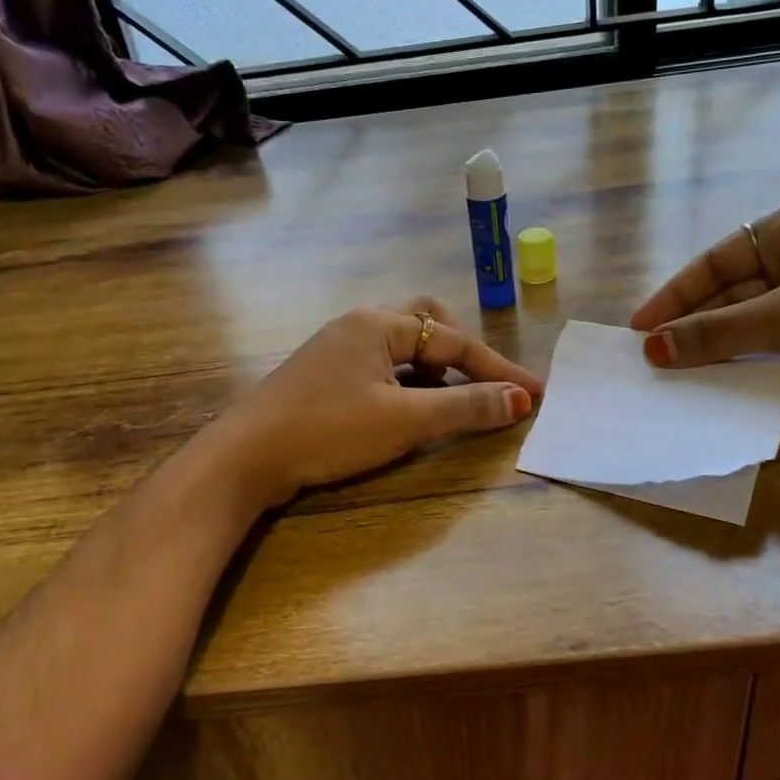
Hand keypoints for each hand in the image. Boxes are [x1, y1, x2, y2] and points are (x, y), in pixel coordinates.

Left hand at [209, 299, 543, 507]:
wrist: (244, 457)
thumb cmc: (328, 430)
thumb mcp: (404, 420)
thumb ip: (464, 407)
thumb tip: (519, 400)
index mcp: (379, 323)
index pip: (455, 342)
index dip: (498, 370)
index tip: (534, 395)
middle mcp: (358, 323)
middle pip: (426, 322)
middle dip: (461, 352)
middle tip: (481, 384)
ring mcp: (336, 347)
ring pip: (400, 344)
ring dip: (432, 367)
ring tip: (446, 400)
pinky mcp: (322, 373)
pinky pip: (379, 363)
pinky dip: (404, 380)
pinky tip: (404, 408)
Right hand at [630, 199, 779, 413]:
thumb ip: (718, 333)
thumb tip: (651, 349)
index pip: (716, 262)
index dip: (674, 296)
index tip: (638, 328)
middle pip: (733, 297)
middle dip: (696, 330)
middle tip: (653, 362)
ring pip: (755, 328)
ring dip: (722, 354)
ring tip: (678, 381)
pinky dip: (755, 370)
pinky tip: (724, 391)